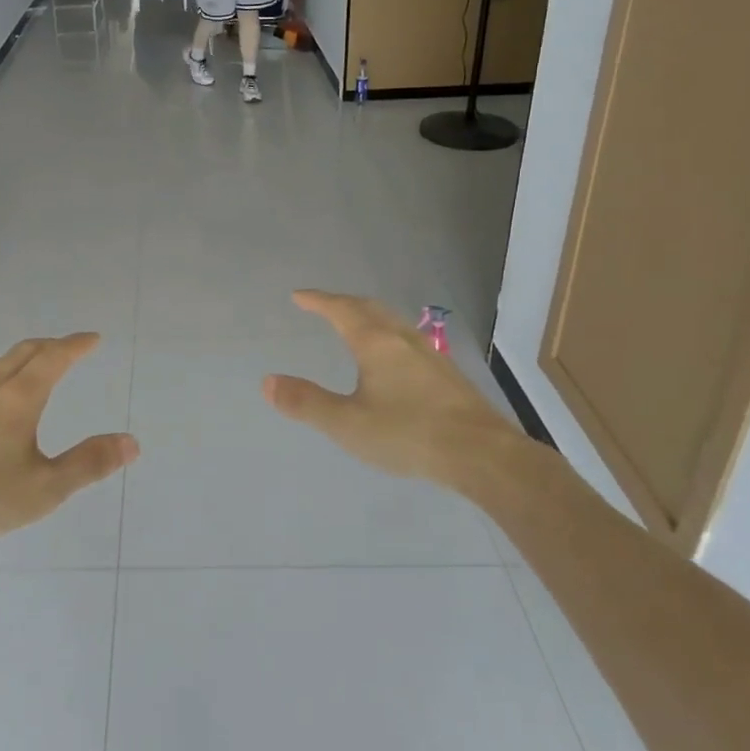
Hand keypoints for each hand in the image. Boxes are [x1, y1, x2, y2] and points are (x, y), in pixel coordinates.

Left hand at [0, 334, 137, 547]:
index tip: (92, 338)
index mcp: (20, 398)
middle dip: (49, 346)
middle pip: (23, 352)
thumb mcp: (46, 489)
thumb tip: (131, 442)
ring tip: (20, 371)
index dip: (76, 344)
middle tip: (65, 349)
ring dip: (12, 361)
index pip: (55, 357)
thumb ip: (89, 463)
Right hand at [263, 292, 525, 494]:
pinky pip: (409, 339)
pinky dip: (388, 334)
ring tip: (356, 323)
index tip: (300, 296)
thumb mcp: (347, 424)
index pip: (342, 310)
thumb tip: (267, 381)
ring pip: (393, 322)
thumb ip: (307, 403)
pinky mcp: (448, 375)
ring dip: (369, 315)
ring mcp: (430, 355)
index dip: (319, 301)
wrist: (482, 455)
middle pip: (370, 308)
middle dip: (343, 303)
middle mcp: (403, 339)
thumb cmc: (408, 434)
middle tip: (324, 304)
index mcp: (376, 344)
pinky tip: (395, 357)